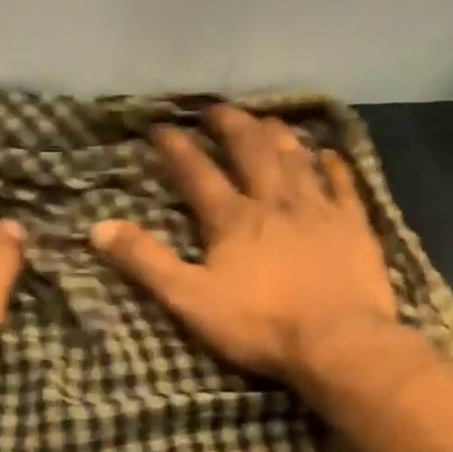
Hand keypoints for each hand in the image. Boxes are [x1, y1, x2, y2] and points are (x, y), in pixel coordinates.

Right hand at [90, 106, 398, 382]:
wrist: (337, 341)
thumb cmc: (260, 325)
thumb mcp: (189, 299)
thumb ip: (146, 262)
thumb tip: (98, 228)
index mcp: (233, 219)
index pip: (197, 173)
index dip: (177, 148)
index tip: (161, 127)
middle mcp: (275, 201)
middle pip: (251, 151)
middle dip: (231, 126)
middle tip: (217, 110)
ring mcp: (319, 210)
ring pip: (296, 159)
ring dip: (279, 136)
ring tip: (267, 119)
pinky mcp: (354, 226)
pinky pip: (344, 185)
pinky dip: (334, 166)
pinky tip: (329, 153)